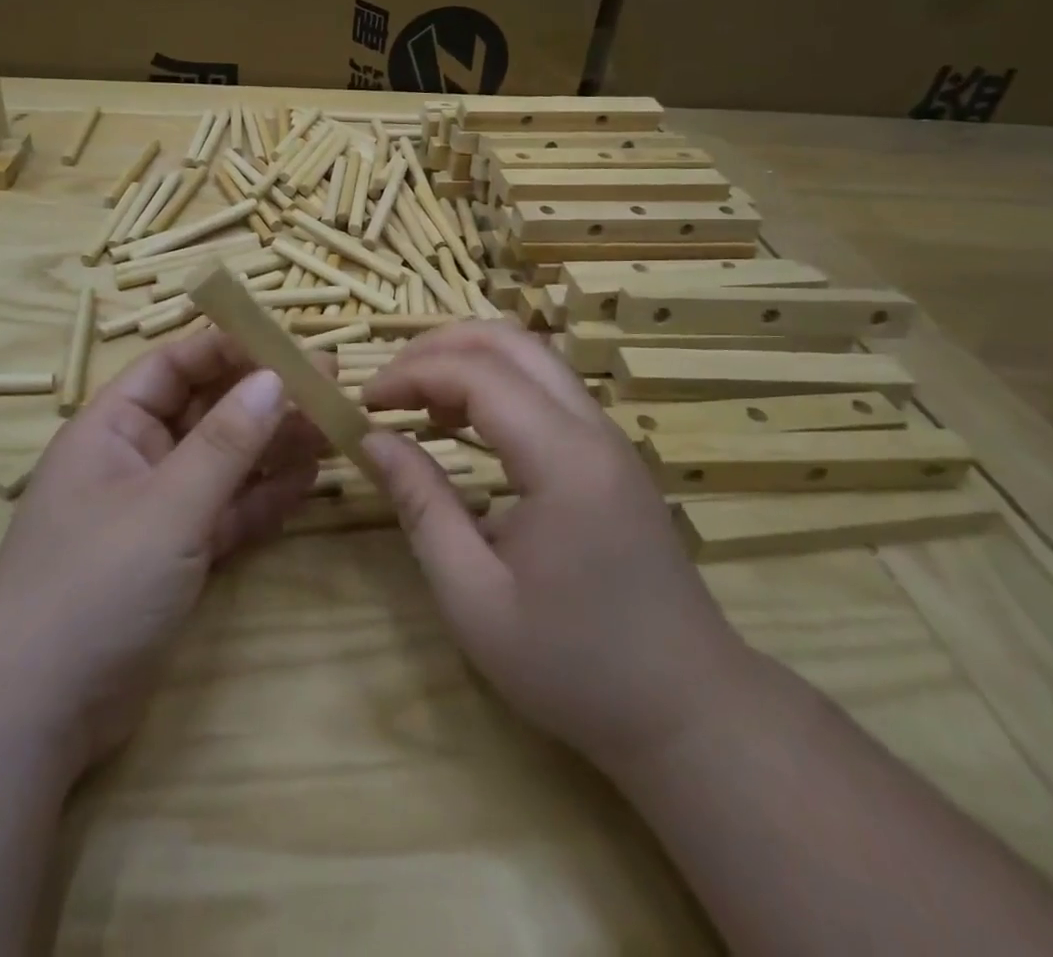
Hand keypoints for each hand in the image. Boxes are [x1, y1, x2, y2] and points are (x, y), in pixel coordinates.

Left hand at [0, 330, 324, 772]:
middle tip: (328, 386)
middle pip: (207, 411)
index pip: (176, 365)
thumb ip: (227, 442)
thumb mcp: (168, 506)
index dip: (231, 349)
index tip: (289, 344)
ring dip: (273, 447)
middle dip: (264, 399)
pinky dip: (262, 499)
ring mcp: (156, 511)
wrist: (35, 718)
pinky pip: (226, 512)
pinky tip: (306, 484)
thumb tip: (277, 377)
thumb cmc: (93, 586)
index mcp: (113, 428)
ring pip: (223, 463)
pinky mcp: (175, 557)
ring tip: (329, 431)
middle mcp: (135, 459)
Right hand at [361, 322, 754, 774]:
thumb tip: (374, 439)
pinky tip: (465, 424)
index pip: (476, 373)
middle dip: (438, 347)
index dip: (411, 374)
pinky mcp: (611, 455)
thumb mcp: (474, 597)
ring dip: (468, 360)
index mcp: (563, 459)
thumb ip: (421, 506)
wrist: (688, 710)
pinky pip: (547, 388)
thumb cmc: (574, 665)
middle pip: (510, 341)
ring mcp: (609, 437)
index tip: (364, 403)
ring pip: (532, 357)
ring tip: (419, 403)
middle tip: (389, 385)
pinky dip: (496, 384)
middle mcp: (592, 428)